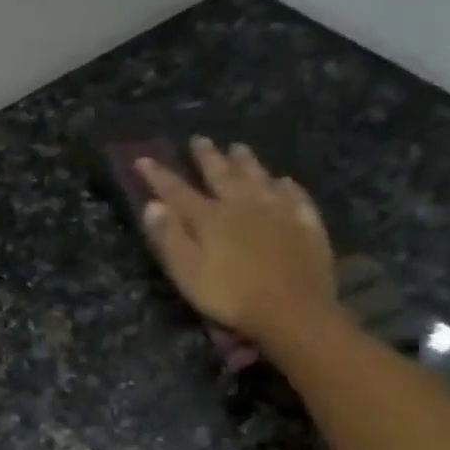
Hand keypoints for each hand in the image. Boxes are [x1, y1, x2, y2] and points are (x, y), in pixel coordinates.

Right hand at [137, 137, 336, 354]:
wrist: (292, 310)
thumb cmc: (231, 297)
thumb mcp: (188, 273)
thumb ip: (169, 238)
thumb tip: (152, 205)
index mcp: (211, 218)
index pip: (178, 192)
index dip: (159, 176)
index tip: (143, 159)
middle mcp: (244, 205)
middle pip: (222, 175)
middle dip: (208, 157)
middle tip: (200, 139)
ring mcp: (279, 211)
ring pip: (259, 178)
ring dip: (247, 162)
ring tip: (239, 148)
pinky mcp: (305, 224)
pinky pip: (295, 196)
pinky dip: (286, 186)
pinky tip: (284, 181)